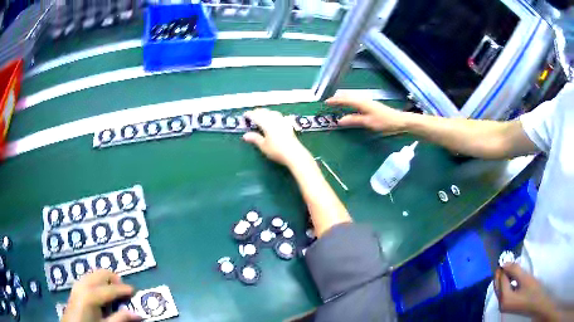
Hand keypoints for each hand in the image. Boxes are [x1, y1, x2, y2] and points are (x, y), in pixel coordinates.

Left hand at [62, 269, 140, 321]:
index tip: (134, 289)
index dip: (123, 289)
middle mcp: (83, 285)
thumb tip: (137, 314)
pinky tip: (100, 290)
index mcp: (91, 295)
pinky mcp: (75, 287)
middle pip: (100, 274)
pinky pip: (88, 278)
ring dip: (104, 278)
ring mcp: (78, 284)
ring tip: (113, 289)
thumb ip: (120, 319)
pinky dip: (96, 280)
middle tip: (123, 288)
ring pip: (93, 273)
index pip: (110, 289)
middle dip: (112, 278)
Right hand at [243, 109, 311, 166]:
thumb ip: (255, 138)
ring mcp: (282, 121)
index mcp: (266, 124)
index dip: (250, 114)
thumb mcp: (263, 146)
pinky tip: (274, 118)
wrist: (294, 153)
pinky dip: (273, 114)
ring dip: (265, 112)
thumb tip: (245, 135)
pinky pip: (279, 115)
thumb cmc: (277, 151)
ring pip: (272, 112)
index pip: (256, 116)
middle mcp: (274, 120)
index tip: (245, 115)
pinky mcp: (288, 124)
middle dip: (257, 112)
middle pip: (265, 112)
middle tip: (252, 114)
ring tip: (262, 114)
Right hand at [326, 94, 408, 133]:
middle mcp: (363, 100)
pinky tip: (349, 106)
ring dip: (343, 99)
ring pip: (352, 97)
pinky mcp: (370, 105)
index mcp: (361, 103)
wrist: (399, 121)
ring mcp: (367, 101)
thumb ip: (354, 120)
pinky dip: (349, 101)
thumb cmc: (384, 122)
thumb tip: (340, 120)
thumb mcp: (368, 122)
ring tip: (336, 102)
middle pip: (348, 96)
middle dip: (338, 98)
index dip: (335, 100)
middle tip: (329, 101)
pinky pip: (356, 101)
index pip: (345, 99)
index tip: (326, 102)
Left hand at [494, 263, 556, 320]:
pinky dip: (507, 284)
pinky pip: (505, 292)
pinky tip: (511, 277)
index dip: (503, 268)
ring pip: (501, 289)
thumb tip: (504, 263)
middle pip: (498, 286)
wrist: (537, 304)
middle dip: (500, 274)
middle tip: (504, 259)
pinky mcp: (510, 305)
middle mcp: (501, 304)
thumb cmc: (533, 291)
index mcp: (504, 299)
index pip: (501, 280)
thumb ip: (514, 271)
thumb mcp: (525, 279)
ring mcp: (505, 306)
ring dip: (504, 278)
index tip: (504, 256)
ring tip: (509, 266)